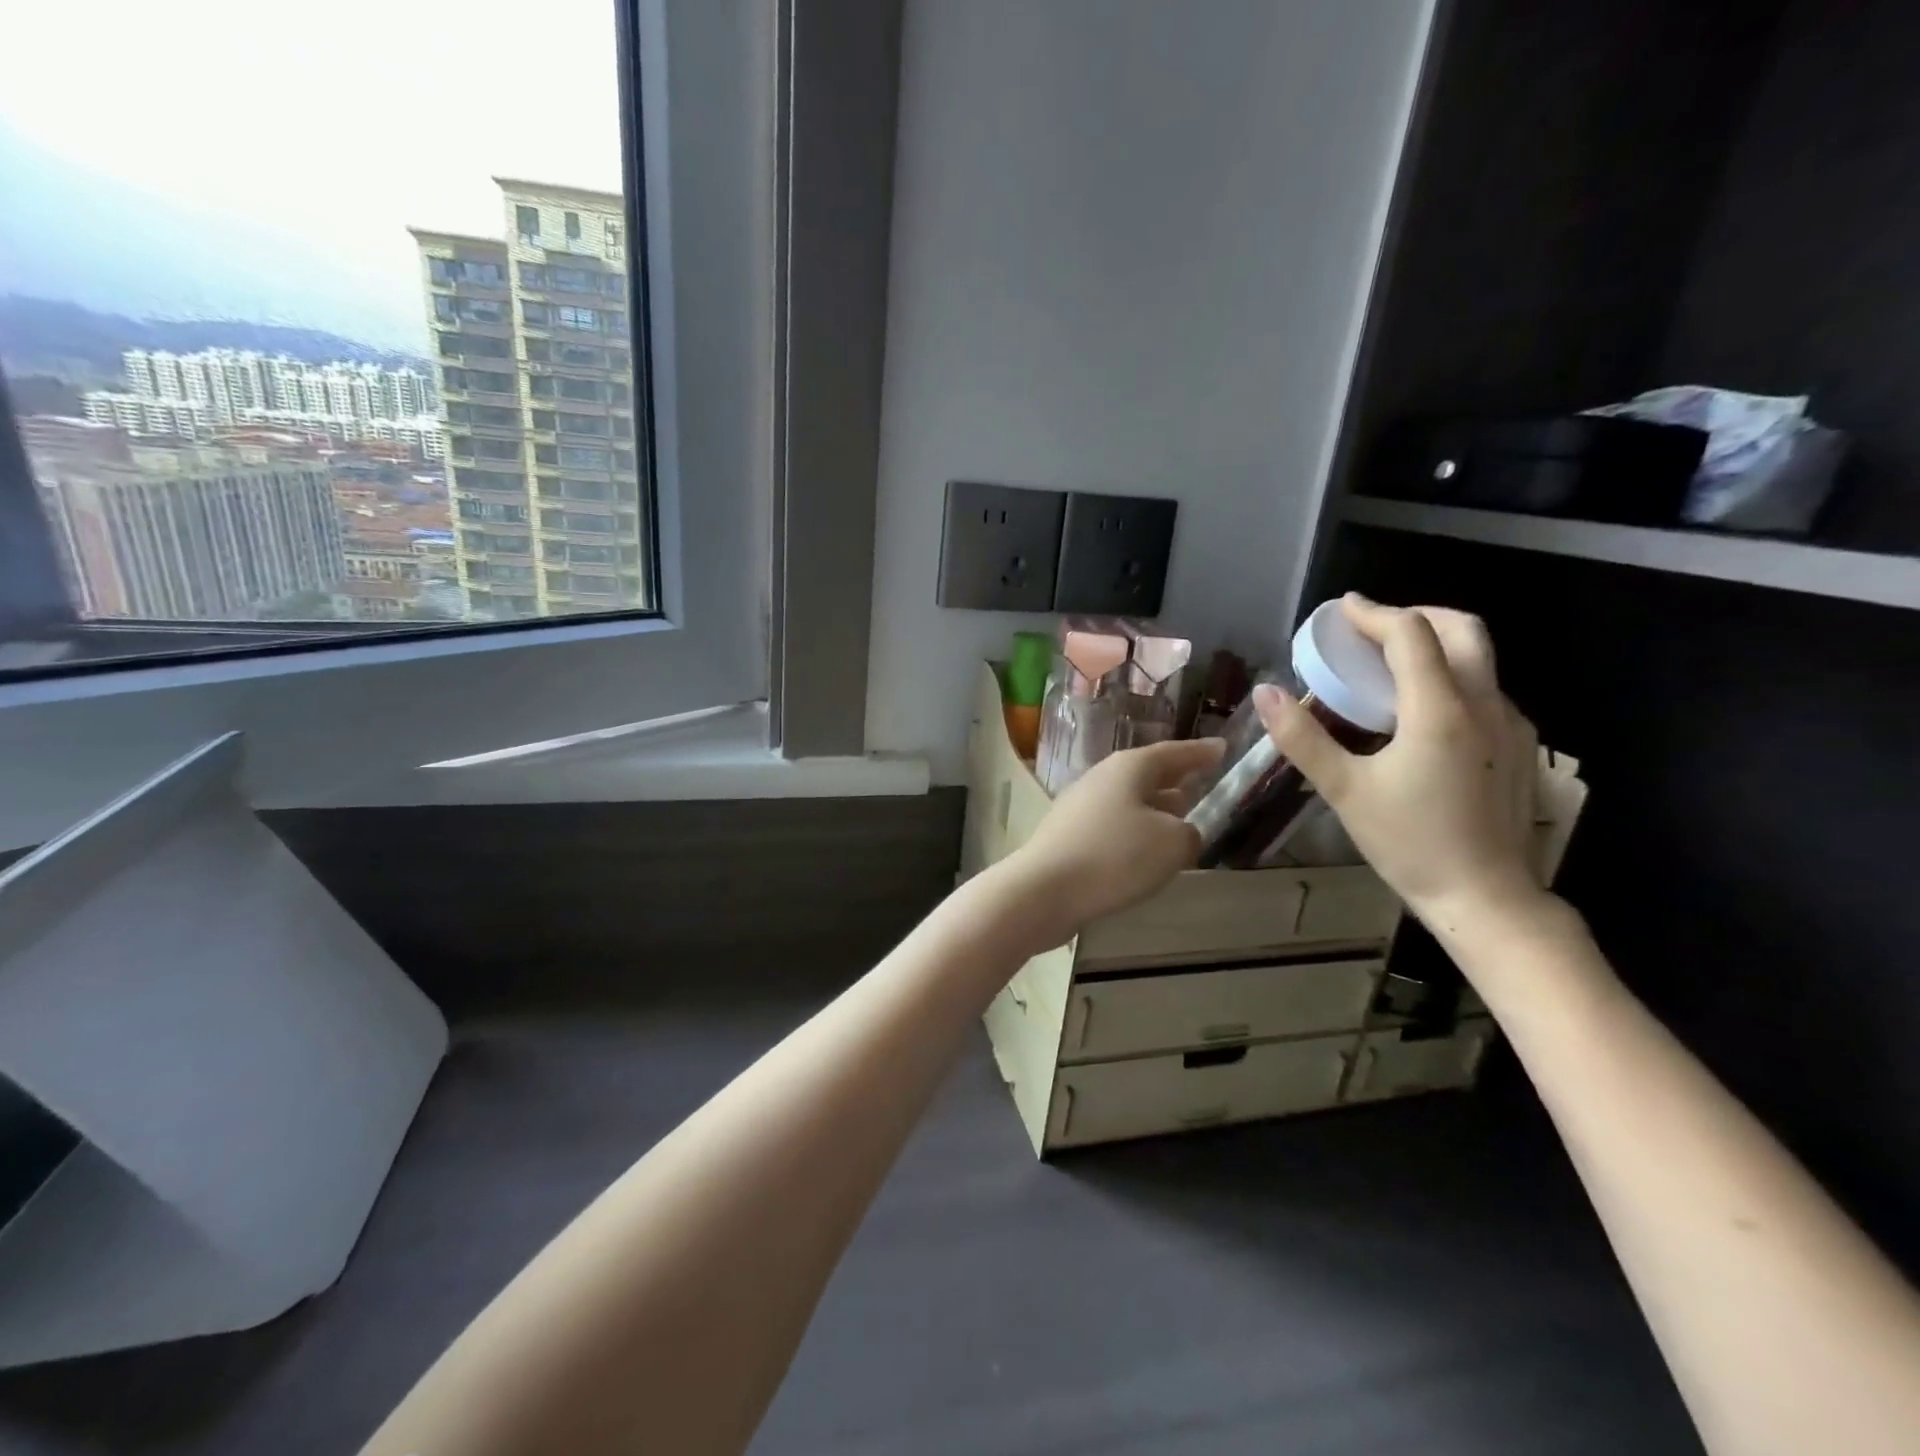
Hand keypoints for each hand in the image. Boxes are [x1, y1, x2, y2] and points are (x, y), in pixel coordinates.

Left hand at [1001, 737, 1224, 945]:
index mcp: (1129, 768)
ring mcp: (1081, 807)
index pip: (1173, 752)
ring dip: (1156, 808)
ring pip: (1130, 801)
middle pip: (1147, 774)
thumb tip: (1181, 833)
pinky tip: (1146, 853)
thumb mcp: (1171, 843)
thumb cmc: (1114, 856)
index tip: (1223, 748)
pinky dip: (1136, 832)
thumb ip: (1189, 833)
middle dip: (1176, 779)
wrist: (1044, 891)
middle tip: (1204, 782)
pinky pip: (1114, 825)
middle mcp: (1102, 779)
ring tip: (1182, 818)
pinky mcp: (1069, 836)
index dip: (1201, 752)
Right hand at [1254, 594, 1544, 924]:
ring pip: (1479, 658)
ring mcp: (1511, 725)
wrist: (1487, 898)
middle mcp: (1485, 704)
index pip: (1410, 634)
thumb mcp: (1344, 790)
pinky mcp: (1519, 747)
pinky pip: (1484, 689)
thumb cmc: (1409, 843)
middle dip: (1415, 615)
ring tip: (1387, 666)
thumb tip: (1265, 693)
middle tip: (1371, 629)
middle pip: (1462, 628)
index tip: (1341, 609)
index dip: (1373, 614)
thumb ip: (1302, 737)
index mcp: (1441, 710)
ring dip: (1434, 644)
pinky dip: (1449, 676)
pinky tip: (1419, 712)